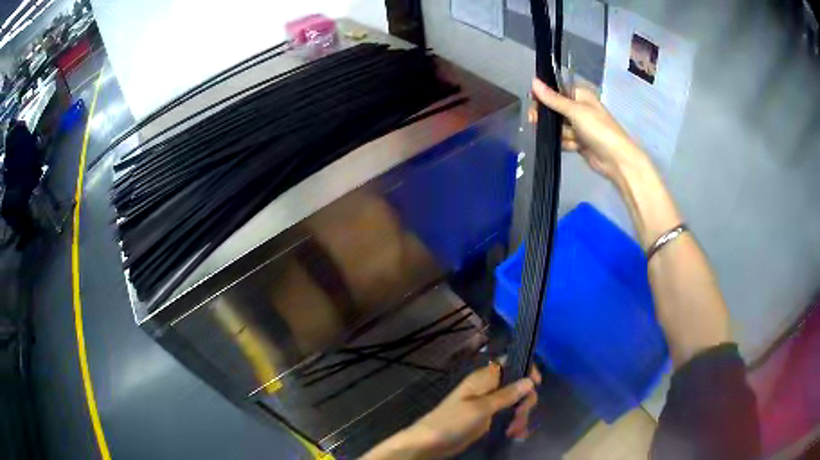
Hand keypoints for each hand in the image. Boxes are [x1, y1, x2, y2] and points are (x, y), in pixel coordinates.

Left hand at [362, 363, 540, 459]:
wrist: (431, 443)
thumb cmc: (453, 421)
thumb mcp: (481, 408)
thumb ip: (506, 395)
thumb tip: (530, 380)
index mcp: (484, 378)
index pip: (510, 363)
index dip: (526, 370)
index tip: (536, 384)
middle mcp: (488, 388)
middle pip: (518, 386)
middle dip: (524, 401)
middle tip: (520, 416)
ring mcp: (488, 405)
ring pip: (515, 404)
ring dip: (520, 416)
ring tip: (515, 431)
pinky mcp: (488, 419)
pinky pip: (508, 417)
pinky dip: (514, 424)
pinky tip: (516, 435)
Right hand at [529, 78, 647, 183]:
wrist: (616, 159)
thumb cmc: (598, 129)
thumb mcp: (575, 111)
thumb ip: (553, 99)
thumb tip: (533, 81)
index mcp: (580, 95)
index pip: (555, 91)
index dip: (543, 96)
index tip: (532, 103)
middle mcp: (578, 108)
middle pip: (554, 109)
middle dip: (547, 117)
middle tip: (535, 121)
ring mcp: (579, 126)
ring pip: (558, 126)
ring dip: (561, 133)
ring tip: (570, 138)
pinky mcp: (578, 141)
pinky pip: (564, 139)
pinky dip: (566, 143)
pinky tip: (574, 147)